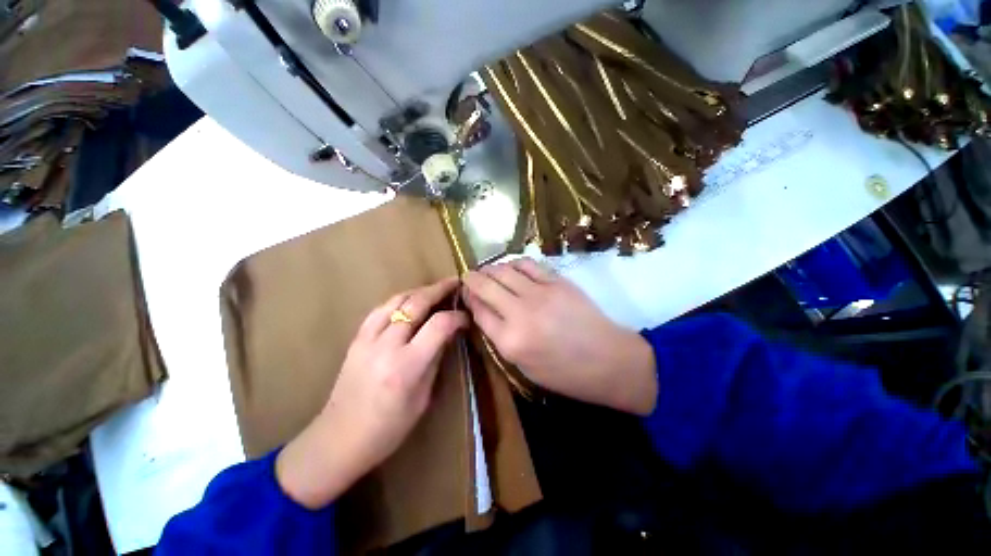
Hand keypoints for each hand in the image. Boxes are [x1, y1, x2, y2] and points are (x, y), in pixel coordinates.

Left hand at [276, 277, 466, 508]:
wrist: (339, 439)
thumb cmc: (389, 428)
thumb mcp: (423, 397)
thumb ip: (436, 358)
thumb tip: (449, 332)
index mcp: (407, 366)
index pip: (439, 326)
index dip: (457, 317)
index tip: (466, 317)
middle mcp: (386, 346)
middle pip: (416, 304)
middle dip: (439, 289)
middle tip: (455, 283)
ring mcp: (367, 339)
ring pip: (396, 300)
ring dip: (419, 290)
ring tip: (435, 289)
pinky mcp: (356, 339)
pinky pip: (380, 309)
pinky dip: (399, 300)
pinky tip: (408, 301)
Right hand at [463, 258, 656, 415]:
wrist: (608, 360)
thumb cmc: (564, 373)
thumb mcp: (523, 366)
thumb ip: (500, 338)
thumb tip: (485, 311)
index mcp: (510, 342)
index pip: (478, 311)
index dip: (468, 298)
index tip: (466, 293)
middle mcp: (520, 313)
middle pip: (486, 286)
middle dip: (472, 279)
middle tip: (469, 277)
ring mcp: (539, 293)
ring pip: (503, 270)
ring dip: (490, 268)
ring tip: (488, 270)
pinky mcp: (556, 281)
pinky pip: (527, 264)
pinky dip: (513, 263)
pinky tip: (511, 266)